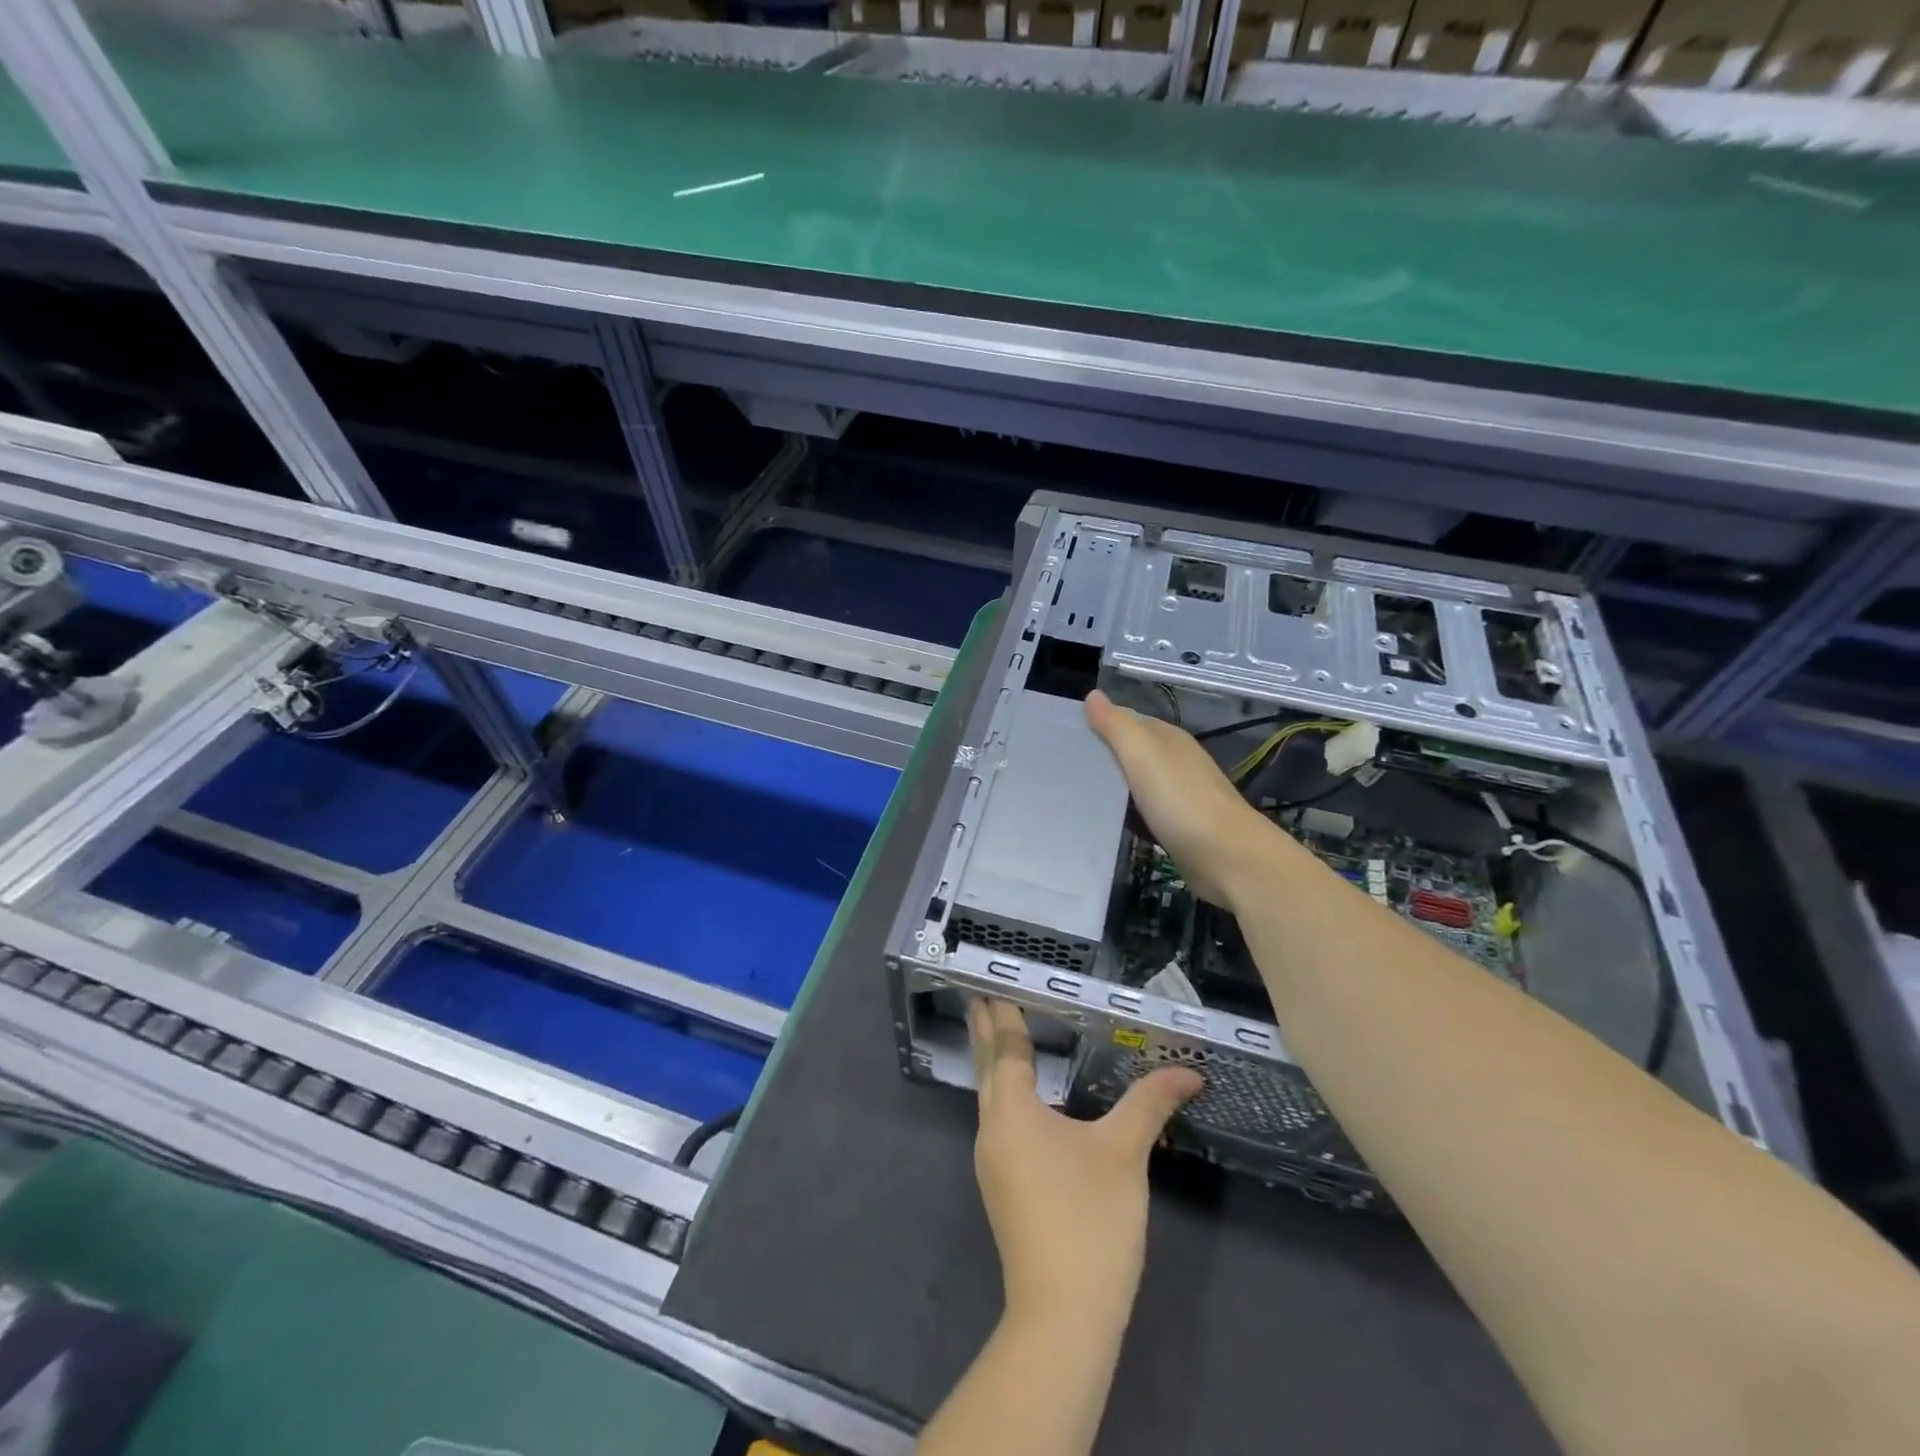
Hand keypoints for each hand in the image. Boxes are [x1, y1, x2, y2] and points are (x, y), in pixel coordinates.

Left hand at [969, 998, 1202, 1330]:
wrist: (1062, 1315)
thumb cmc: (1090, 1220)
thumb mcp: (1125, 1153)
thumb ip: (1150, 1103)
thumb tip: (1189, 1071)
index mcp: (1013, 1111)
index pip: (1006, 1048)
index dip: (1003, 1014)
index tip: (988, 984)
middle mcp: (993, 1130)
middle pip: (987, 1068)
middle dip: (984, 1031)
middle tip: (980, 997)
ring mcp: (992, 1162)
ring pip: (988, 1097)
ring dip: (991, 1063)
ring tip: (997, 1037)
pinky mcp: (1001, 1188)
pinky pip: (997, 1121)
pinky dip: (1003, 1094)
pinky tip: (1019, 1101)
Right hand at [1084, 689, 1278, 907]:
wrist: (1227, 857)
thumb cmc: (1180, 800)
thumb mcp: (1142, 754)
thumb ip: (1116, 725)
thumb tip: (1092, 695)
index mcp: (1169, 739)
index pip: (1130, 722)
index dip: (1102, 726)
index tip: (1068, 739)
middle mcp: (1178, 762)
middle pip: (1135, 753)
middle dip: (1107, 758)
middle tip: (1067, 770)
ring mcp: (1182, 796)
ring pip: (1140, 783)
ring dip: (1117, 788)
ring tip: (1080, 796)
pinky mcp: (1182, 827)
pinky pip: (1147, 812)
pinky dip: (1129, 813)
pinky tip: (1111, 823)